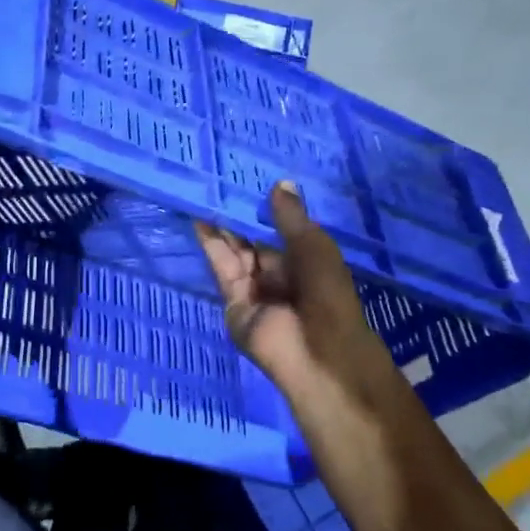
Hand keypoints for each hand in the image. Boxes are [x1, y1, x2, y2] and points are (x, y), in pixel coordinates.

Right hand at [196, 183, 413, 482]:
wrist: (317, 353)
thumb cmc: (328, 295)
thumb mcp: (314, 248)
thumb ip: (290, 218)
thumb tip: (279, 184)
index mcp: (302, 263)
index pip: (277, 230)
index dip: (262, 206)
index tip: (245, 177)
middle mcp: (276, 274)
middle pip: (251, 239)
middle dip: (236, 214)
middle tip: (216, 179)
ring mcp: (253, 290)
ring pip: (233, 251)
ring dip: (220, 225)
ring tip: (203, 190)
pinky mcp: (232, 302)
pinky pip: (221, 269)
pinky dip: (211, 245)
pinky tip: (200, 219)